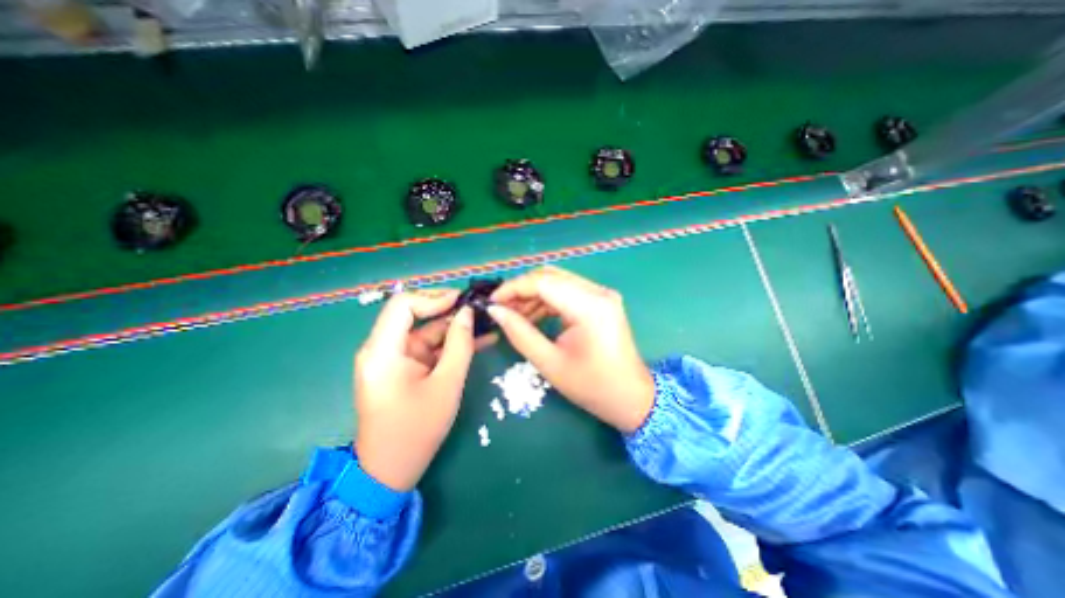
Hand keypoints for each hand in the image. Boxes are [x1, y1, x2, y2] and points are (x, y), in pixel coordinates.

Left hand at [352, 286, 473, 488]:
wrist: (391, 470)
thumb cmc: (417, 429)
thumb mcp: (446, 384)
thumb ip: (460, 344)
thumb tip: (467, 313)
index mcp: (382, 351)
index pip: (403, 305)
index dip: (434, 297)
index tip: (463, 300)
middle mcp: (382, 348)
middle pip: (414, 315)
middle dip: (448, 310)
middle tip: (478, 309)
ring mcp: (392, 358)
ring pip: (425, 331)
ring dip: (454, 327)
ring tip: (485, 322)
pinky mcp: (402, 367)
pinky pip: (427, 347)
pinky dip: (449, 344)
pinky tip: (477, 339)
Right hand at [486, 269, 652, 430]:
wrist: (631, 397)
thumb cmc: (592, 386)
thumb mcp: (550, 363)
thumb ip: (520, 333)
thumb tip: (495, 311)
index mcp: (590, 306)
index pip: (543, 282)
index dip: (514, 288)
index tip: (492, 301)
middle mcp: (598, 292)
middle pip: (551, 276)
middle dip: (522, 290)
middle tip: (501, 308)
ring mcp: (601, 294)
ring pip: (558, 282)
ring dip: (533, 295)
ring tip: (514, 316)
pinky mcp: (601, 301)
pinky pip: (567, 291)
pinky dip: (547, 301)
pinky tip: (533, 316)